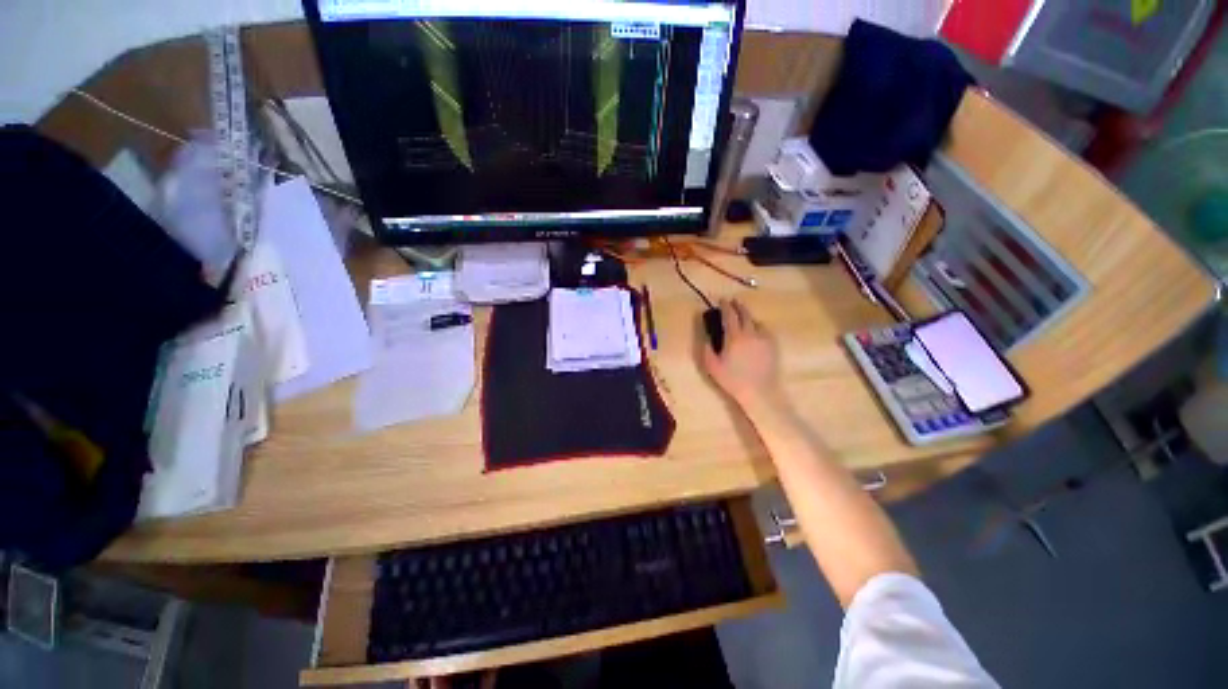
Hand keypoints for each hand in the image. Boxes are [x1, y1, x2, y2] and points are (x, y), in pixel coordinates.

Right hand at [702, 300, 779, 407]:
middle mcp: (751, 334)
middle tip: (733, 301)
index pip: (730, 316)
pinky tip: (755, 331)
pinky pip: (765, 330)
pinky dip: (758, 326)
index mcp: (735, 337)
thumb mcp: (713, 367)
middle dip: (738, 306)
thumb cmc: (733, 380)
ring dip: (748, 316)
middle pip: (745, 314)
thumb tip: (707, 338)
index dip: (725, 306)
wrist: (759, 392)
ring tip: (743, 317)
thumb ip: (707, 350)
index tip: (722, 300)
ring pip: (756, 321)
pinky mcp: (772, 346)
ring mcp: (764, 339)